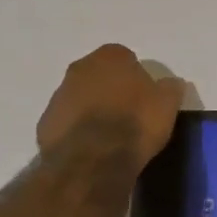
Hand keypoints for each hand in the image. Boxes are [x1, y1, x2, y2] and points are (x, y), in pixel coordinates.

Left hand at [36, 44, 185, 172]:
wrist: (92, 159)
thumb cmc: (135, 123)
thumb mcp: (167, 104)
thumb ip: (170, 89)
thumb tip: (171, 84)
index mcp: (110, 56)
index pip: (126, 58)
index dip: (136, 77)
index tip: (145, 97)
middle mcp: (80, 68)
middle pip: (99, 75)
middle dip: (111, 90)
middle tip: (127, 114)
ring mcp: (59, 95)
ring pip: (80, 97)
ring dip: (92, 110)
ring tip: (109, 136)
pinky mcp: (45, 123)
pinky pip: (67, 122)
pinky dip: (77, 131)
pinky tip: (92, 149)